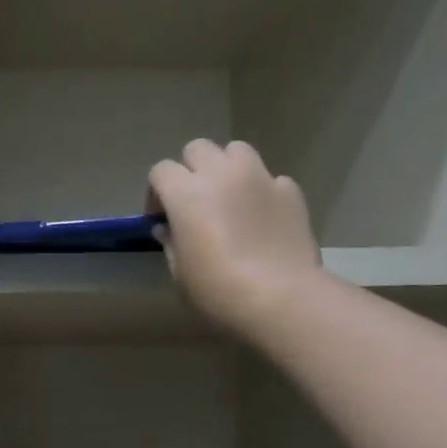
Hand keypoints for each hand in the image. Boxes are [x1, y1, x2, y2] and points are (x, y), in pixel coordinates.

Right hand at [149, 140, 322, 341]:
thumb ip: (171, 243)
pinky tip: (262, 218)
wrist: (281, 299)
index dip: (156, 192)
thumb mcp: (180, 274)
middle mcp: (221, 174)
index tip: (160, 218)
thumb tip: (167, 228)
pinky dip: (260, 190)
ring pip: (236, 151)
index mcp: (186, 194)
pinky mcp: (290, 191)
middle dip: (190, 170)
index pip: (161, 171)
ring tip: (229, 198)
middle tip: (193, 202)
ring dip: (227, 168)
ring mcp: (260, 178)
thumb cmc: (218, 291)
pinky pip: (269, 178)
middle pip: (198, 149)